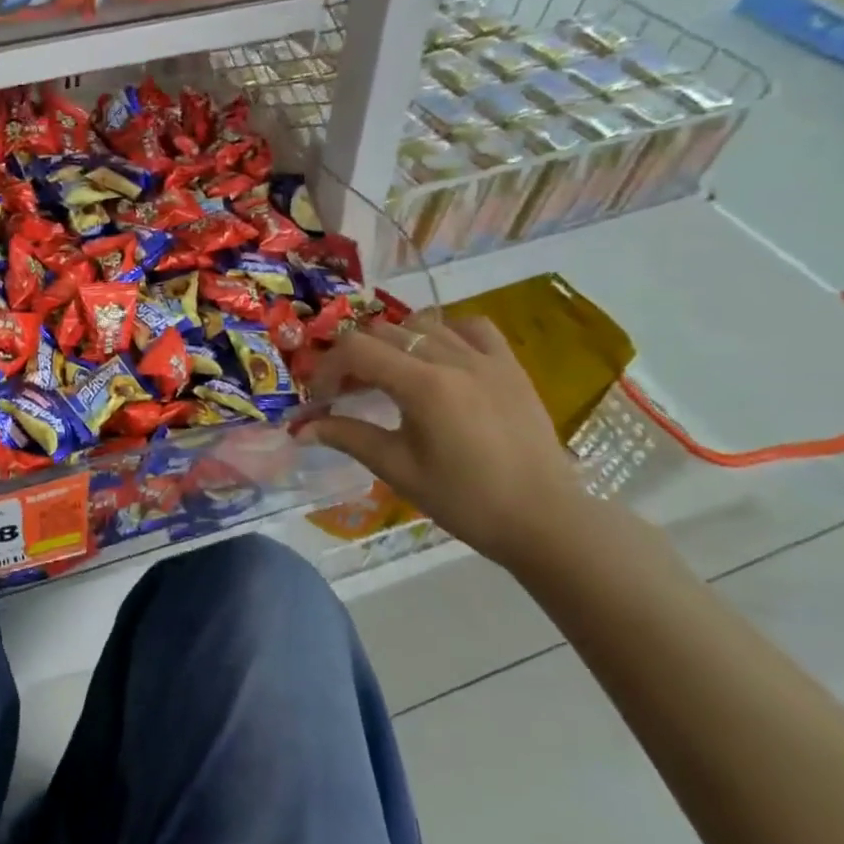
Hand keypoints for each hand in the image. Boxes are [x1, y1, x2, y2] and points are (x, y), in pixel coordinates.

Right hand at [295, 313, 591, 567]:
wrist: (544, 519)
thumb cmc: (465, 500)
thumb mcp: (397, 469)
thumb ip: (348, 437)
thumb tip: (300, 428)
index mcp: (424, 386)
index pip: (357, 349)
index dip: (328, 367)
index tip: (322, 396)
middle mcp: (454, 360)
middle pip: (384, 332)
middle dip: (355, 357)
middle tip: (348, 392)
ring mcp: (487, 359)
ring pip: (423, 324)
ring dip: (394, 343)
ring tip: (389, 375)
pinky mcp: (511, 366)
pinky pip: (471, 327)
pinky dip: (444, 332)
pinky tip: (437, 357)